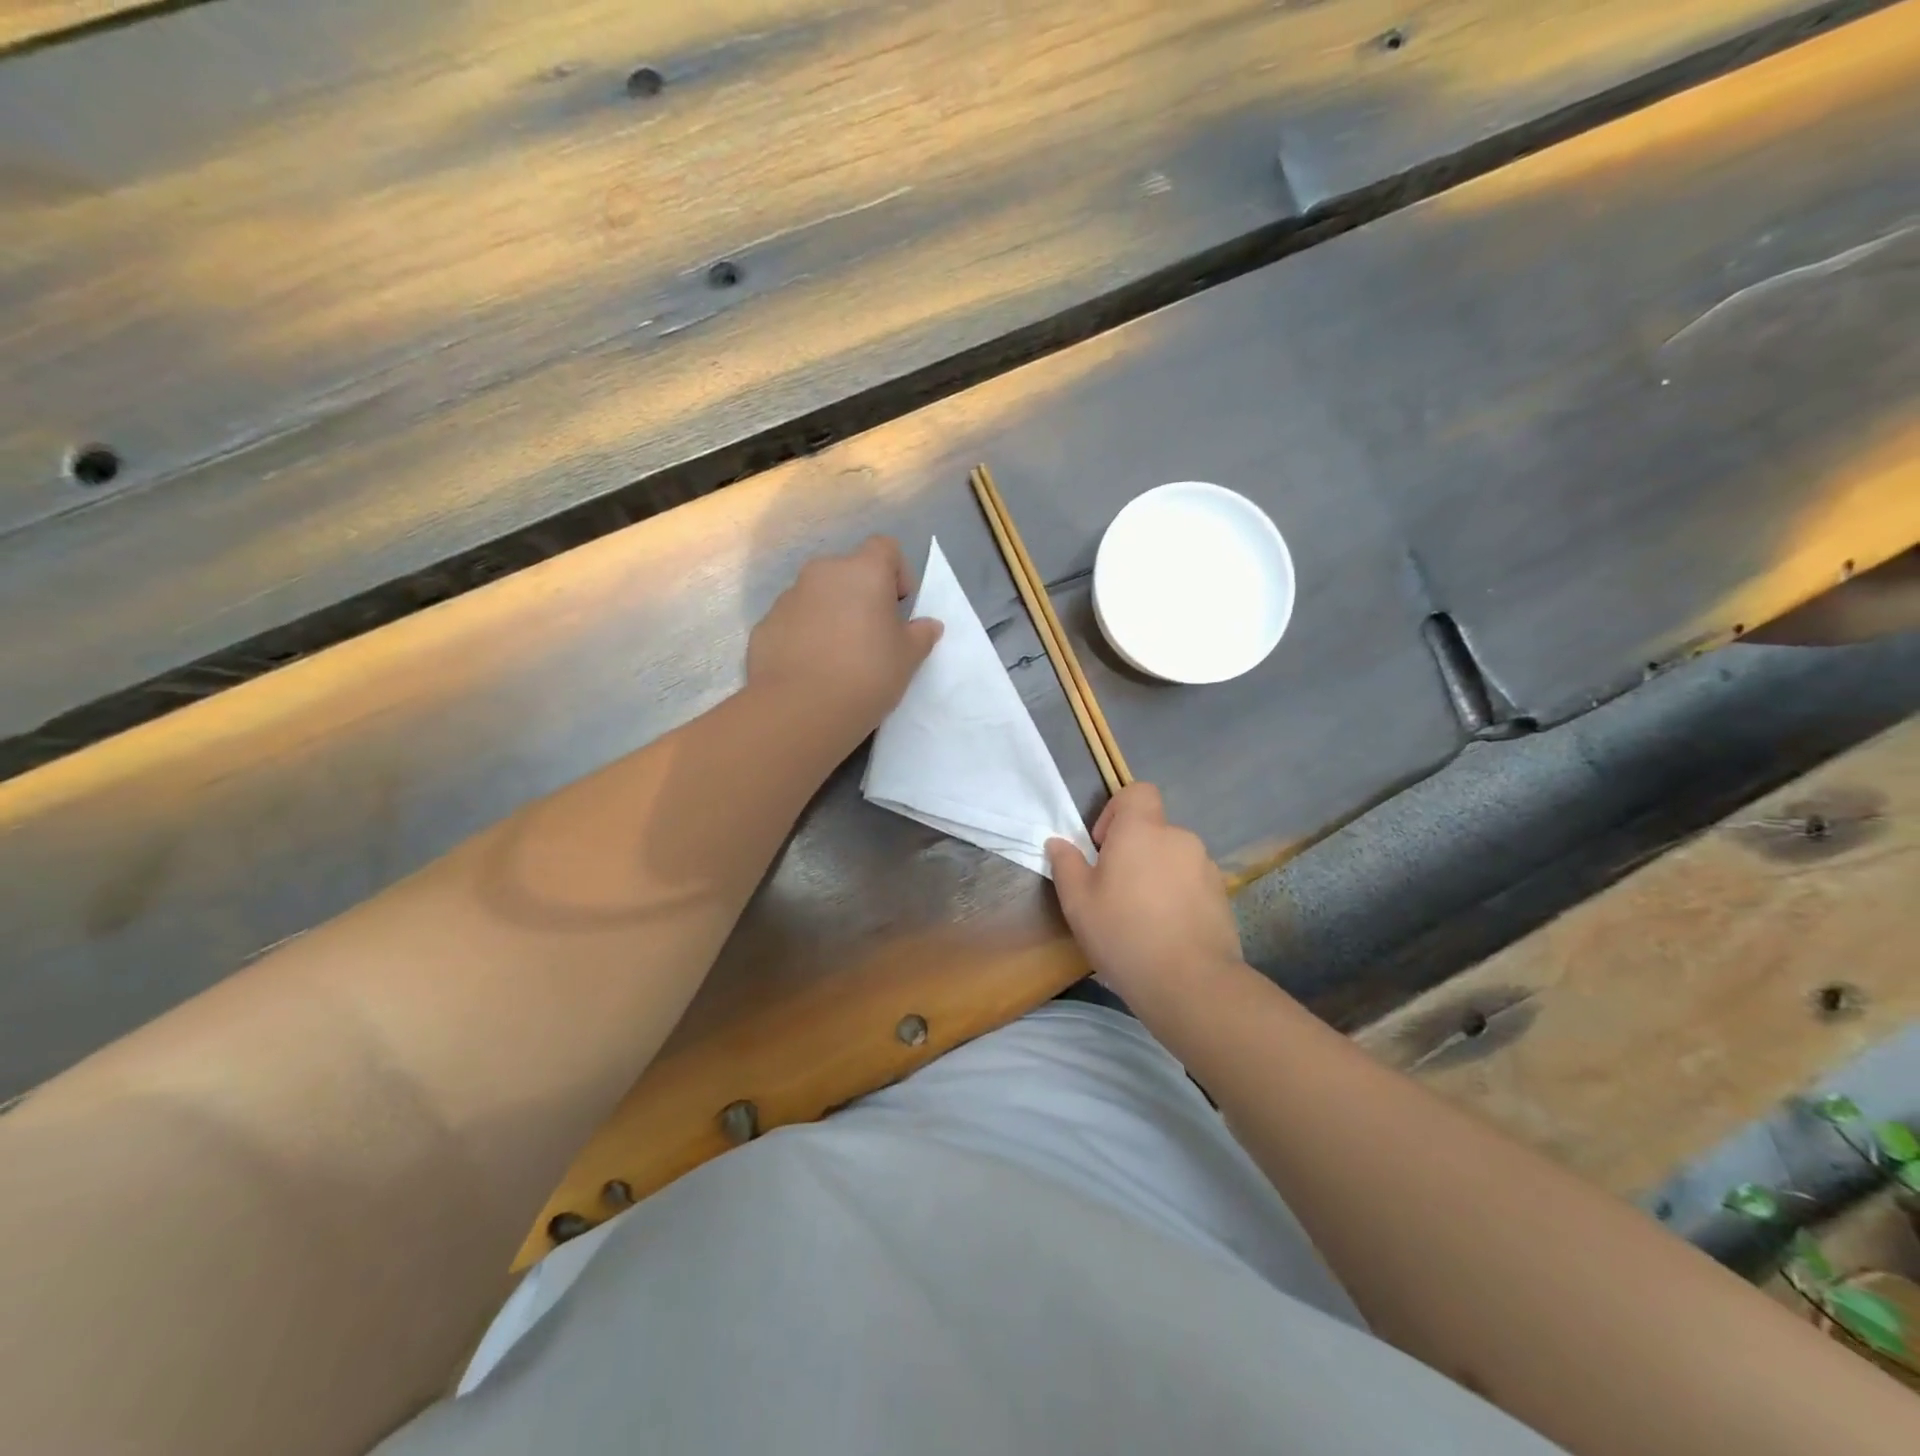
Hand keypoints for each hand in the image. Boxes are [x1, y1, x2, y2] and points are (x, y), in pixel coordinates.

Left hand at [747, 536, 942, 738]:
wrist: (801, 709)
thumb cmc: (867, 674)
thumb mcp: (908, 658)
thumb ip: (920, 635)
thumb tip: (928, 625)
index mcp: (863, 571)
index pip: (885, 548)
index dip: (897, 572)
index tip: (899, 606)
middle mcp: (822, 573)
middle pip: (848, 572)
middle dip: (862, 596)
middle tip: (872, 635)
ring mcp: (788, 597)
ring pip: (818, 596)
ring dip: (832, 615)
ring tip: (839, 657)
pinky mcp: (765, 625)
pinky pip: (794, 622)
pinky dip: (805, 636)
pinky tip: (812, 669)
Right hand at [1046, 783, 1243, 1009]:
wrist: (1190, 982)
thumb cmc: (1124, 933)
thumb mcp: (1077, 902)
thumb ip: (1066, 864)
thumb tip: (1058, 843)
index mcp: (1142, 830)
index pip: (1138, 791)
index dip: (1118, 810)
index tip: (1104, 846)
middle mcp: (1178, 838)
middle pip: (1153, 829)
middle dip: (1135, 851)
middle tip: (1116, 890)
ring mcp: (1206, 867)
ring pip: (1173, 858)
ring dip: (1157, 874)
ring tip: (1143, 916)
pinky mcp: (1222, 895)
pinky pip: (1193, 883)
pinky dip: (1179, 896)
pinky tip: (1167, 931)